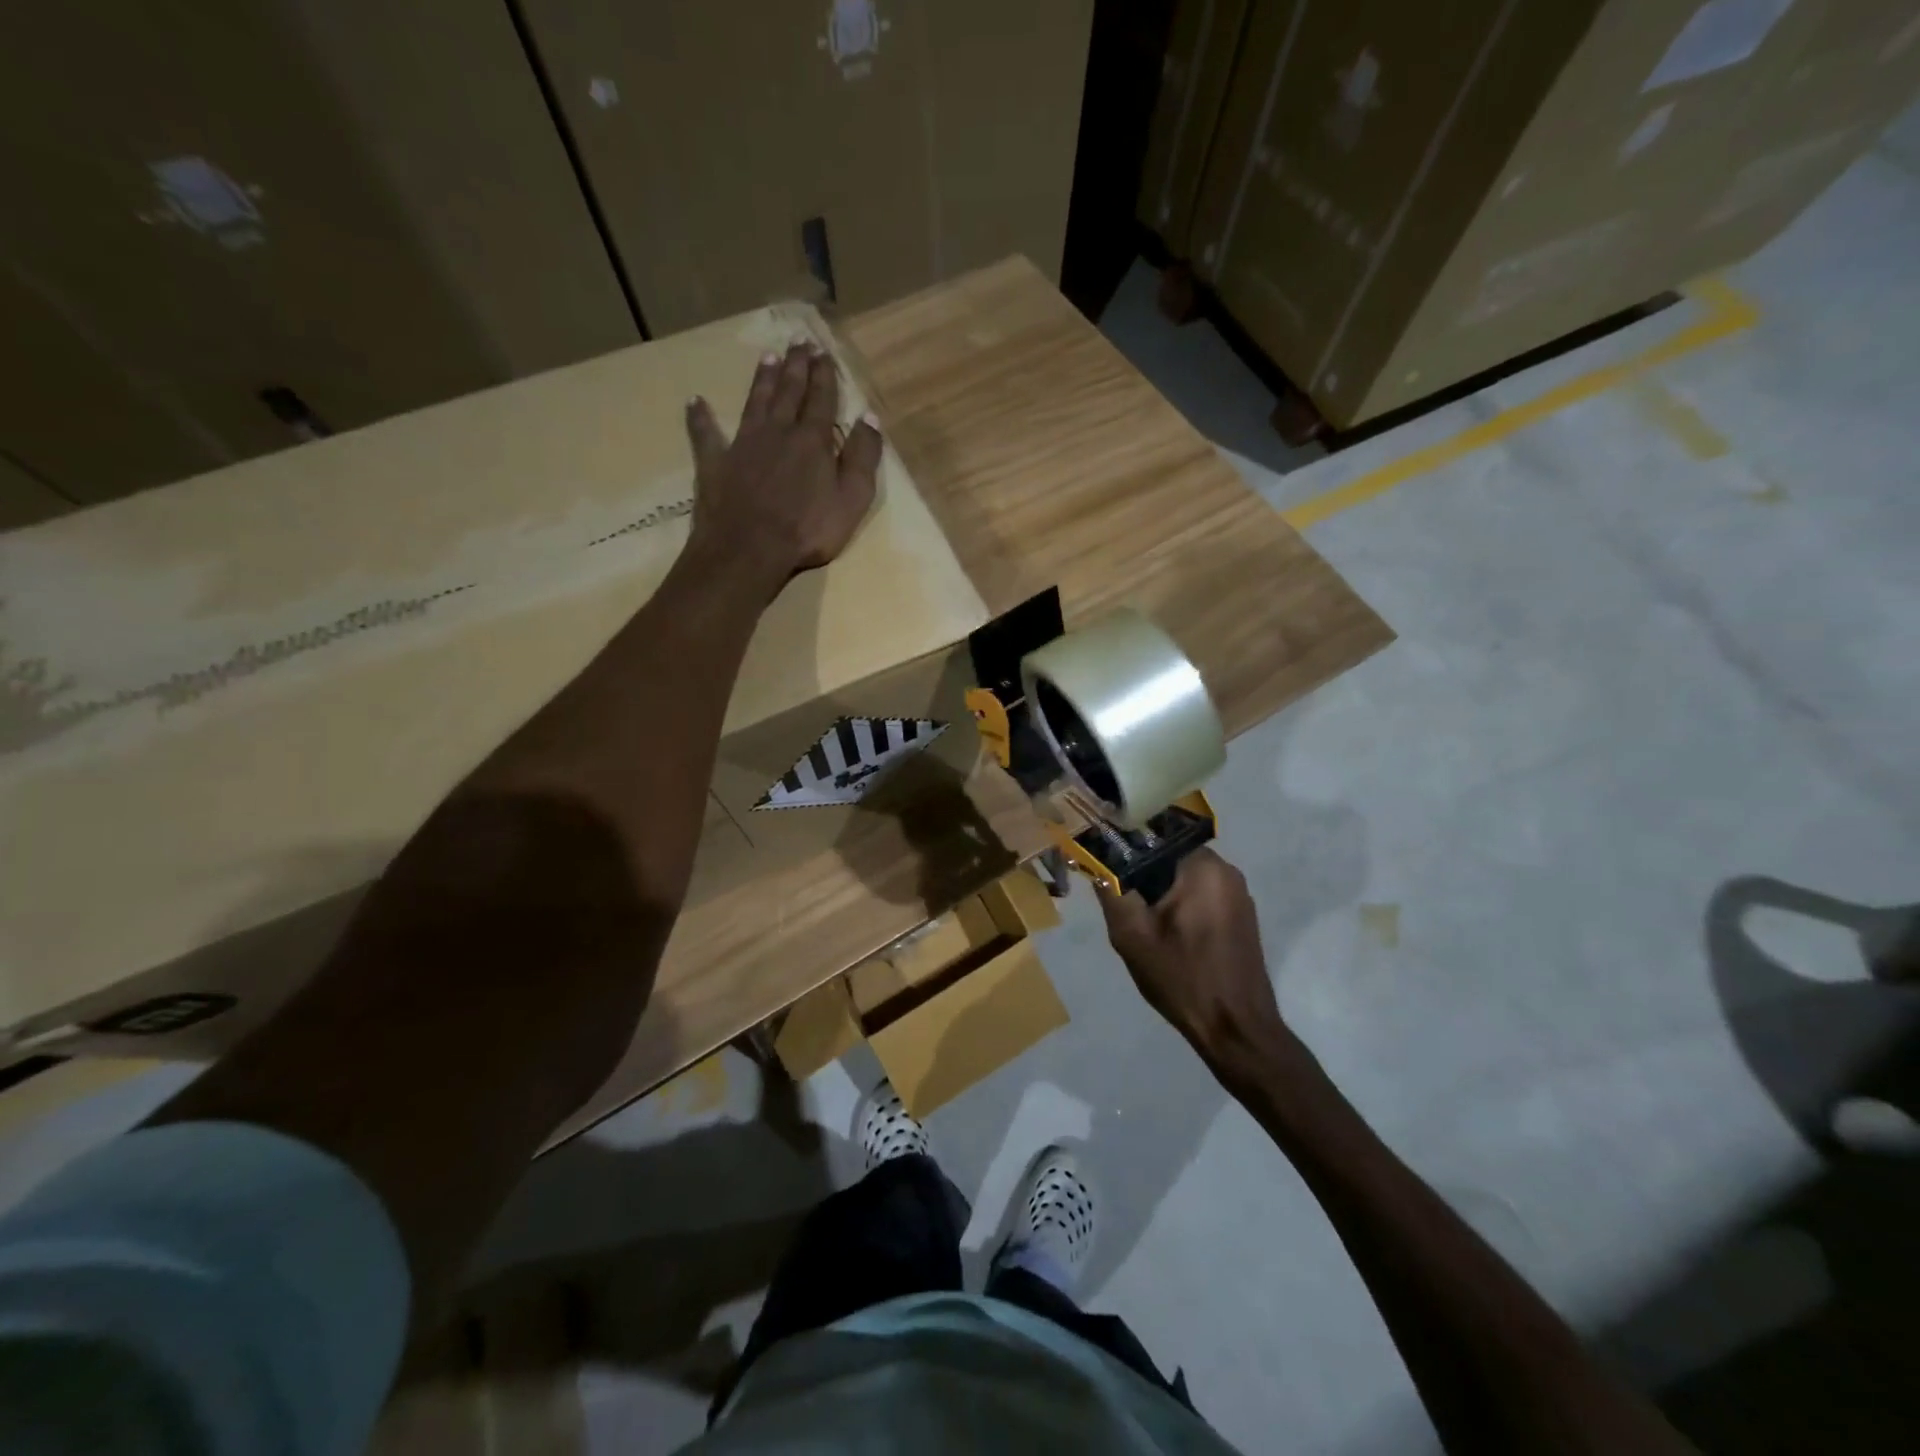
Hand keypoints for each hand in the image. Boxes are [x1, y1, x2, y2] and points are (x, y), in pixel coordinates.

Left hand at [685, 340, 882, 588]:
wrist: (749, 549)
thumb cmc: (808, 529)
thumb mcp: (852, 499)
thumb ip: (863, 458)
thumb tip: (870, 419)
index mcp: (812, 440)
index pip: (821, 399)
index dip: (824, 375)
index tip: (824, 352)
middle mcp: (777, 432)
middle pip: (788, 392)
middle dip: (796, 366)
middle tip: (799, 341)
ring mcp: (743, 445)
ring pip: (754, 402)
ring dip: (762, 379)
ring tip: (767, 356)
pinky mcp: (715, 463)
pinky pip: (705, 434)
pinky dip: (700, 417)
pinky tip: (694, 401)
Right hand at [1097, 849, 1295, 1073]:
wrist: (1235, 1029)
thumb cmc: (1182, 977)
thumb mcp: (1132, 935)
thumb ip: (1111, 889)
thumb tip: (1097, 858)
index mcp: (1202, 866)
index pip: (1153, 836)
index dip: (1124, 847)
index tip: (1105, 867)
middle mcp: (1226, 870)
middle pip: (1169, 855)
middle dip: (1142, 874)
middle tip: (1120, 902)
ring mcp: (1238, 893)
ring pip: (1184, 876)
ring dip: (1160, 890)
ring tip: (1141, 921)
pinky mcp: (1241, 914)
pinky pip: (1201, 894)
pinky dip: (1180, 903)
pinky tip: (1166, 933)